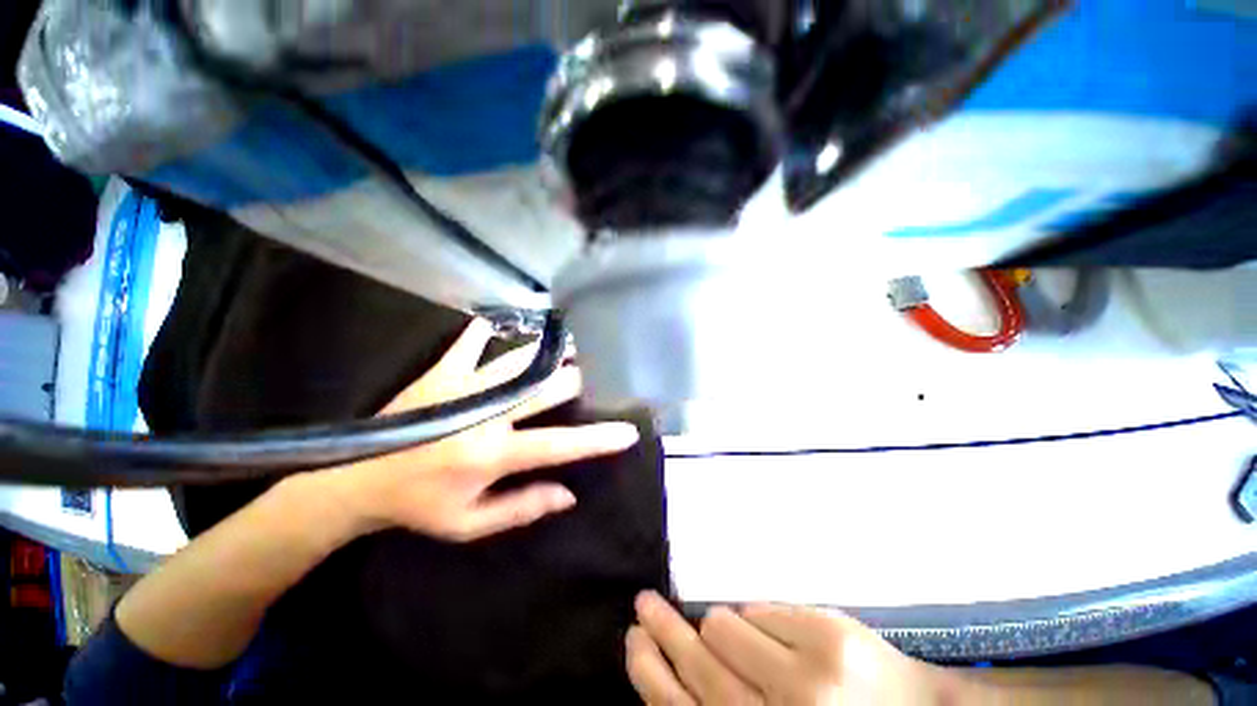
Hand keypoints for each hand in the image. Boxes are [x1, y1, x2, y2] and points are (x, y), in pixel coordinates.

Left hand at [321, 319, 639, 541]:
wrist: (355, 479)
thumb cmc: (418, 506)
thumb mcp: (469, 524)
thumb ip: (522, 508)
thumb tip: (569, 495)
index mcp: (493, 453)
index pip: (560, 444)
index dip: (598, 439)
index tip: (628, 431)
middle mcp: (486, 413)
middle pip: (549, 388)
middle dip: (582, 379)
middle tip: (605, 371)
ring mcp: (465, 385)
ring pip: (522, 360)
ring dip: (553, 352)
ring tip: (577, 343)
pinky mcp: (443, 370)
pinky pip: (473, 340)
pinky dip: (494, 331)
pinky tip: (511, 324)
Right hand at [626, 592, 961, 704]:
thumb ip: (731, 704)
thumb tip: (682, 664)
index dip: (650, 673)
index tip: (633, 639)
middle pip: (698, 664)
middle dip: (664, 630)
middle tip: (644, 604)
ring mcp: (807, 678)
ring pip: (725, 625)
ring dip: (720, 625)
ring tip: (725, 629)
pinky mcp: (828, 636)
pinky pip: (761, 608)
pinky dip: (755, 616)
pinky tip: (770, 631)